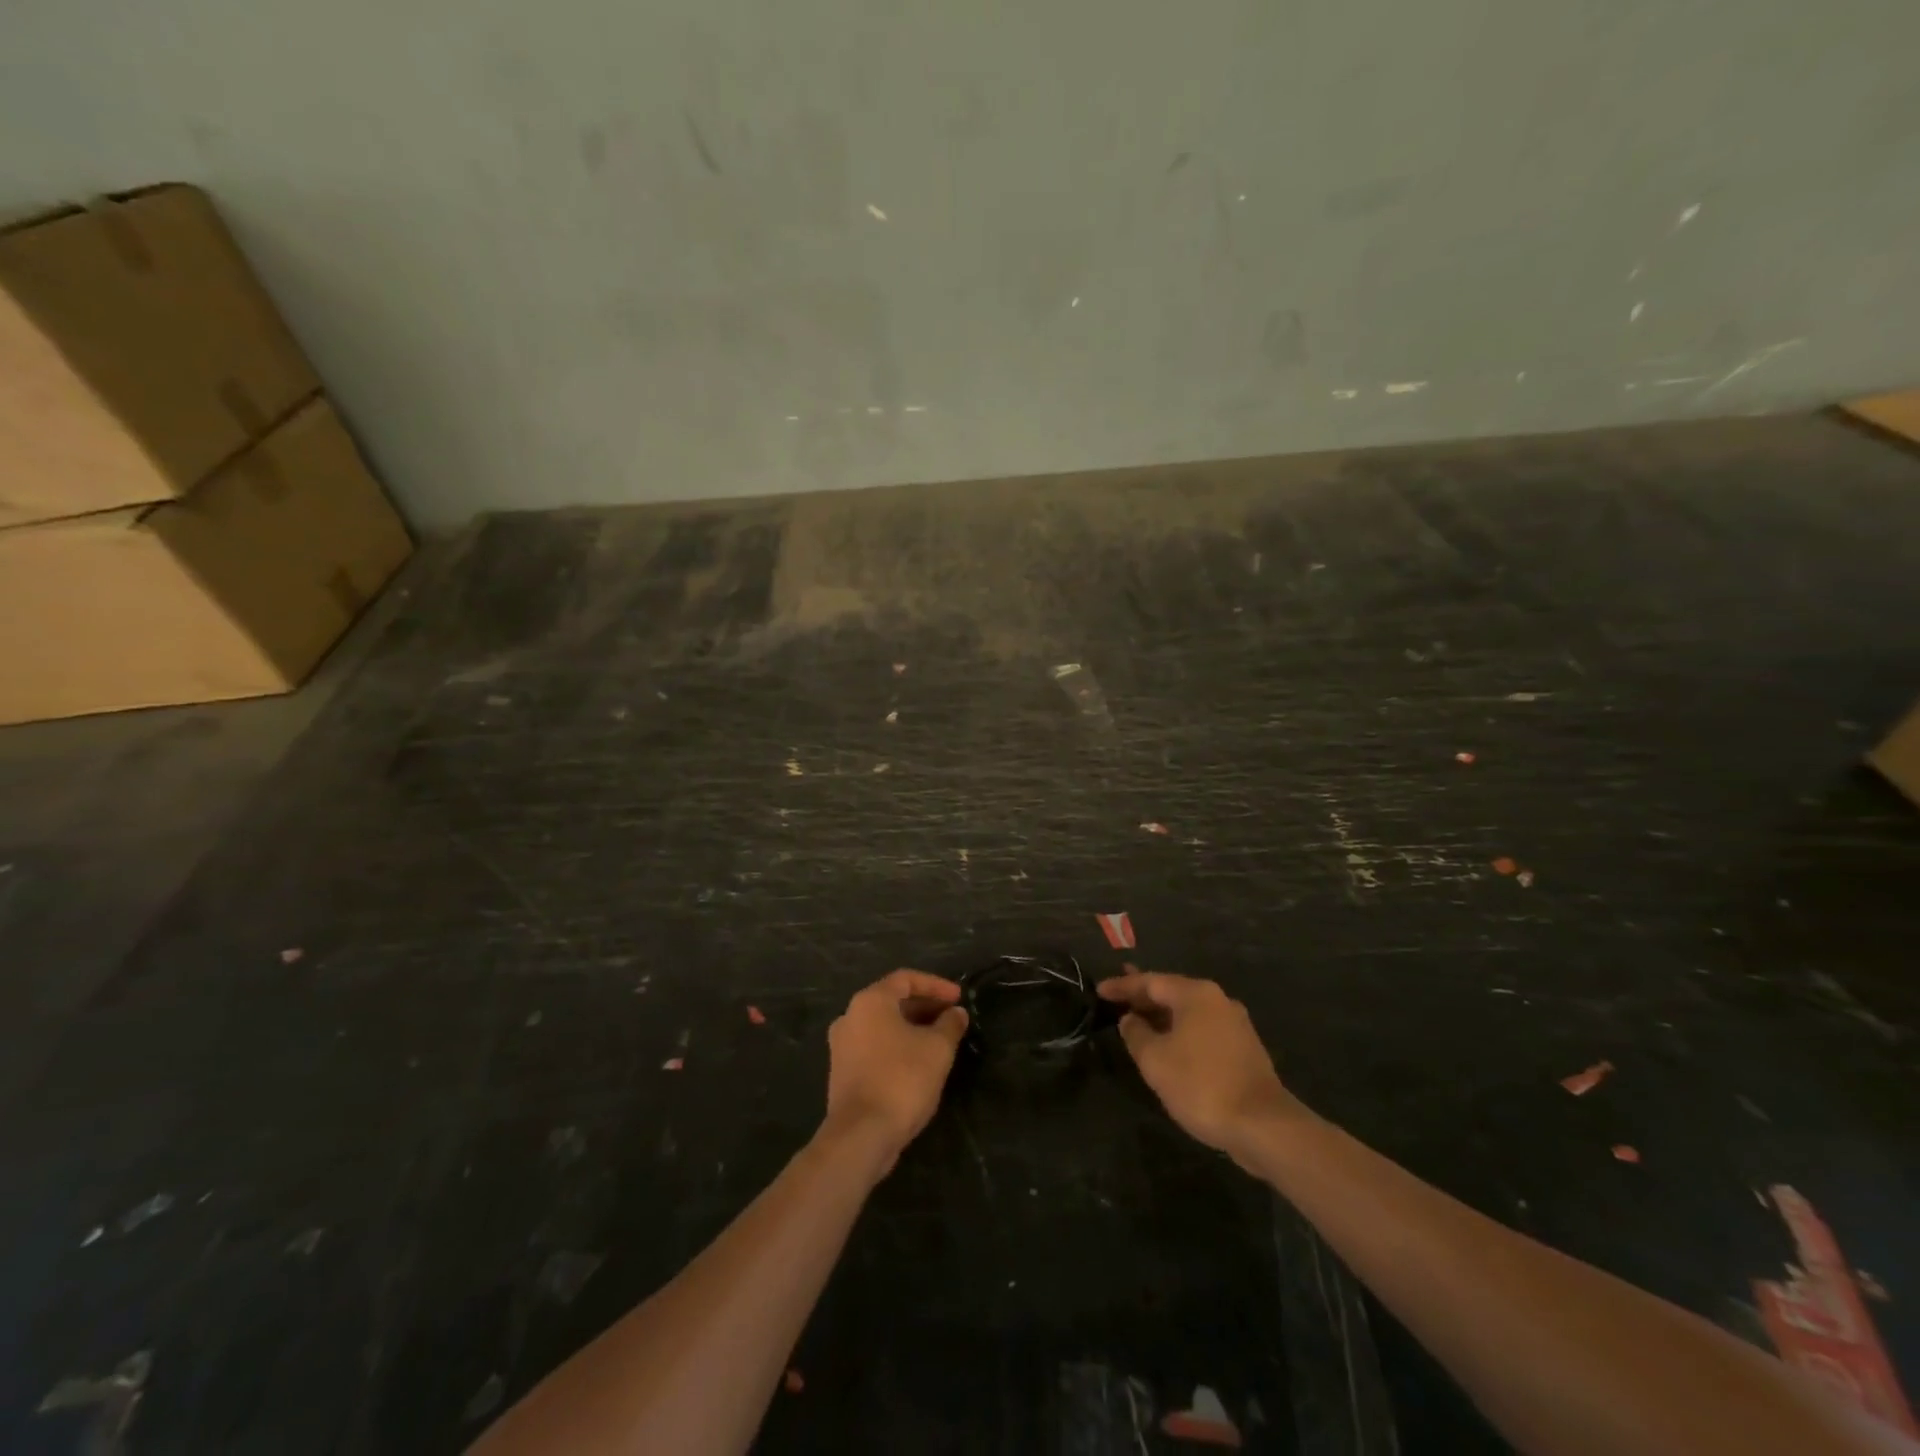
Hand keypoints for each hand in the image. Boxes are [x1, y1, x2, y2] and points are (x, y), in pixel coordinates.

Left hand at [821, 969, 968, 1175]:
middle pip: (892, 1001)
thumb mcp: (937, 1049)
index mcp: (870, 1001)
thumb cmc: (902, 1079)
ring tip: (939, 1040)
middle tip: (952, 1018)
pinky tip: (918, 1063)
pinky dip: (897, 1046)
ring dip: (912, 1028)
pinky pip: (874, 1046)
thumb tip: (956, 1013)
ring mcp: (842, 1046)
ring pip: (883, 1025)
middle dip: (925, 1007)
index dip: (936, 985)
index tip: (959, 998)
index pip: (906, 979)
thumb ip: (950, 1025)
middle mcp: (850, 1016)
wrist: (861, 1135)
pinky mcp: (842, 1072)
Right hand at [1098, 971, 1299, 1156]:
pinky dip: (1180, 1031)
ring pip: (1188, 1012)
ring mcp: (1235, 1024)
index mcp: (1196, 994)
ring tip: (1137, 1021)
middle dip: (1143, 997)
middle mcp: (1218, 1000)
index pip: (1151, 981)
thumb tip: (1130, 1020)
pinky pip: (1202, 1029)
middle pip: (1172, 992)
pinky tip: (1168, 1045)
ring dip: (1161, 1016)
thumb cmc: (1201, 1084)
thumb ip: (1136, 1034)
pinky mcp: (1244, 1049)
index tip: (1099, 990)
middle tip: (1116, 998)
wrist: (1263, 1126)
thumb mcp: (1155, 1060)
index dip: (1122, 985)